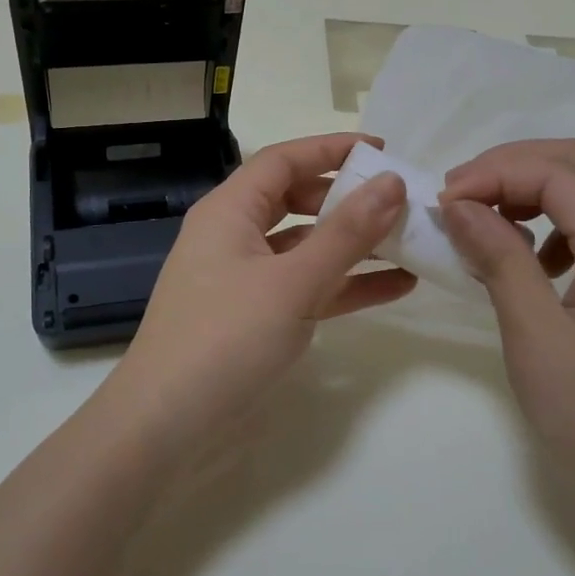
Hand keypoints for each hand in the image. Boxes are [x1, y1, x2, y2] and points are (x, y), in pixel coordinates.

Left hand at [109, 133, 416, 455]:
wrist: (165, 426)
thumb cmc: (225, 338)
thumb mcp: (292, 283)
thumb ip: (346, 233)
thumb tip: (391, 182)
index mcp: (229, 211)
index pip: (284, 160)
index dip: (331, 149)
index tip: (383, 151)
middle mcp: (234, 235)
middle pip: (296, 200)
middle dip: (347, 199)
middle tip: (397, 203)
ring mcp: (244, 278)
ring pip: (305, 246)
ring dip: (353, 245)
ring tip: (409, 242)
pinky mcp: (255, 316)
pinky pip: (306, 286)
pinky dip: (344, 284)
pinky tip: (394, 287)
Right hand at [437, 139, 574, 527]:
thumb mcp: (535, 338)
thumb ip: (500, 259)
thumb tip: (459, 204)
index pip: (559, 171)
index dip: (495, 171)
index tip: (444, 200)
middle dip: (517, 166)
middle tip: (463, 196)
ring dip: (545, 186)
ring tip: (495, 218)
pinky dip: (567, 218)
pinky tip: (537, 261)